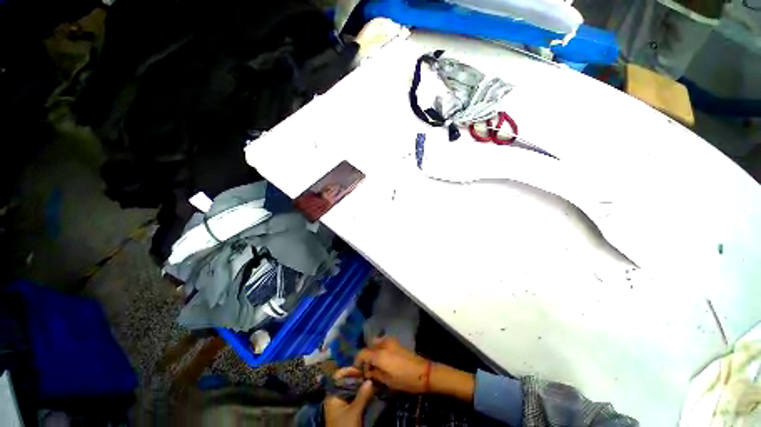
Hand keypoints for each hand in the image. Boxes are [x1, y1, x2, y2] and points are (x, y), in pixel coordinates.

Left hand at [324, 367, 374, 426]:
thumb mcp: (354, 412)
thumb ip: (362, 395)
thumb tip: (370, 379)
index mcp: (332, 394)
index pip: (338, 376)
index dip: (348, 370)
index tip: (361, 368)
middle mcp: (335, 397)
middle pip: (345, 382)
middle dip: (356, 377)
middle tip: (368, 374)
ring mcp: (340, 404)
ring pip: (350, 390)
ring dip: (359, 386)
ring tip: (370, 381)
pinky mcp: (346, 411)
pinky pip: (353, 397)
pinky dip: (360, 394)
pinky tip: (368, 392)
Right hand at [355, 337, 429, 393]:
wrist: (423, 372)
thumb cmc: (404, 379)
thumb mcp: (387, 381)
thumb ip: (374, 374)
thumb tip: (367, 372)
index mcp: (379, 354)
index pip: (362, 353)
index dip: (357, 361)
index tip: (358, 371)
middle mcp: (383, 344)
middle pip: (368, 346)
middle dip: (365, 356)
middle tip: (367, 368)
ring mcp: (390, 341)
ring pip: (375, 343)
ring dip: (373, 352)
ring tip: (375, 365)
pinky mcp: (396, 342)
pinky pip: (383, 343)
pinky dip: (379, 349)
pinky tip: (383, 360)